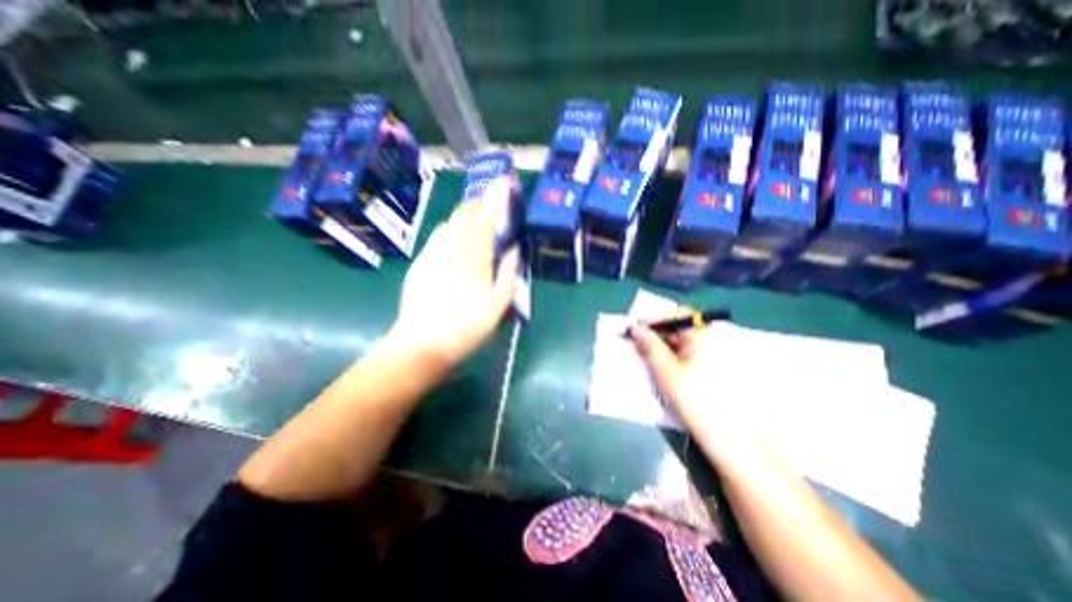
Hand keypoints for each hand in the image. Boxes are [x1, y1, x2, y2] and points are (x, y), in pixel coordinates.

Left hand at [386, 177, 518, 367]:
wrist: (421, 344)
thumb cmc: (466, 329)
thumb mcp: (497, 308)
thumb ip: (508, 276)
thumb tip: (513, 251)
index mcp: (473, 263)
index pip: (484, 222)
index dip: (493, 201)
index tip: (501, 184)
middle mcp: (450, 252)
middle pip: (462, 215)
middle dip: (477, 203)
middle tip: (489, 205)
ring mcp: (431, 255)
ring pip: (448, 223)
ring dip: (463, 217)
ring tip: (473, 224)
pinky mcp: (419, 262)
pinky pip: (436, 237)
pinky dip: (449, 232)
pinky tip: (454, 244)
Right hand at [629, 320, 751, 436]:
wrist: (728, 436)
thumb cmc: (694, 400)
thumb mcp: (666, 372)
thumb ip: (650, 347)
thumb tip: (635, 328)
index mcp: (702, 337)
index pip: (677, 314)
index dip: (655, 318)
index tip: (636, 328)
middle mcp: (709, 340)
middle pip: (679, 326)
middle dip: (656, 331)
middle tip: (636, 341)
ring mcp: (711, 354)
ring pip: (681, 340)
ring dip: (662, 343)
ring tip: (644, 353)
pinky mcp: (710, 367)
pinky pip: (686, 352)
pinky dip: (671, 354)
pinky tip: (660, 364)